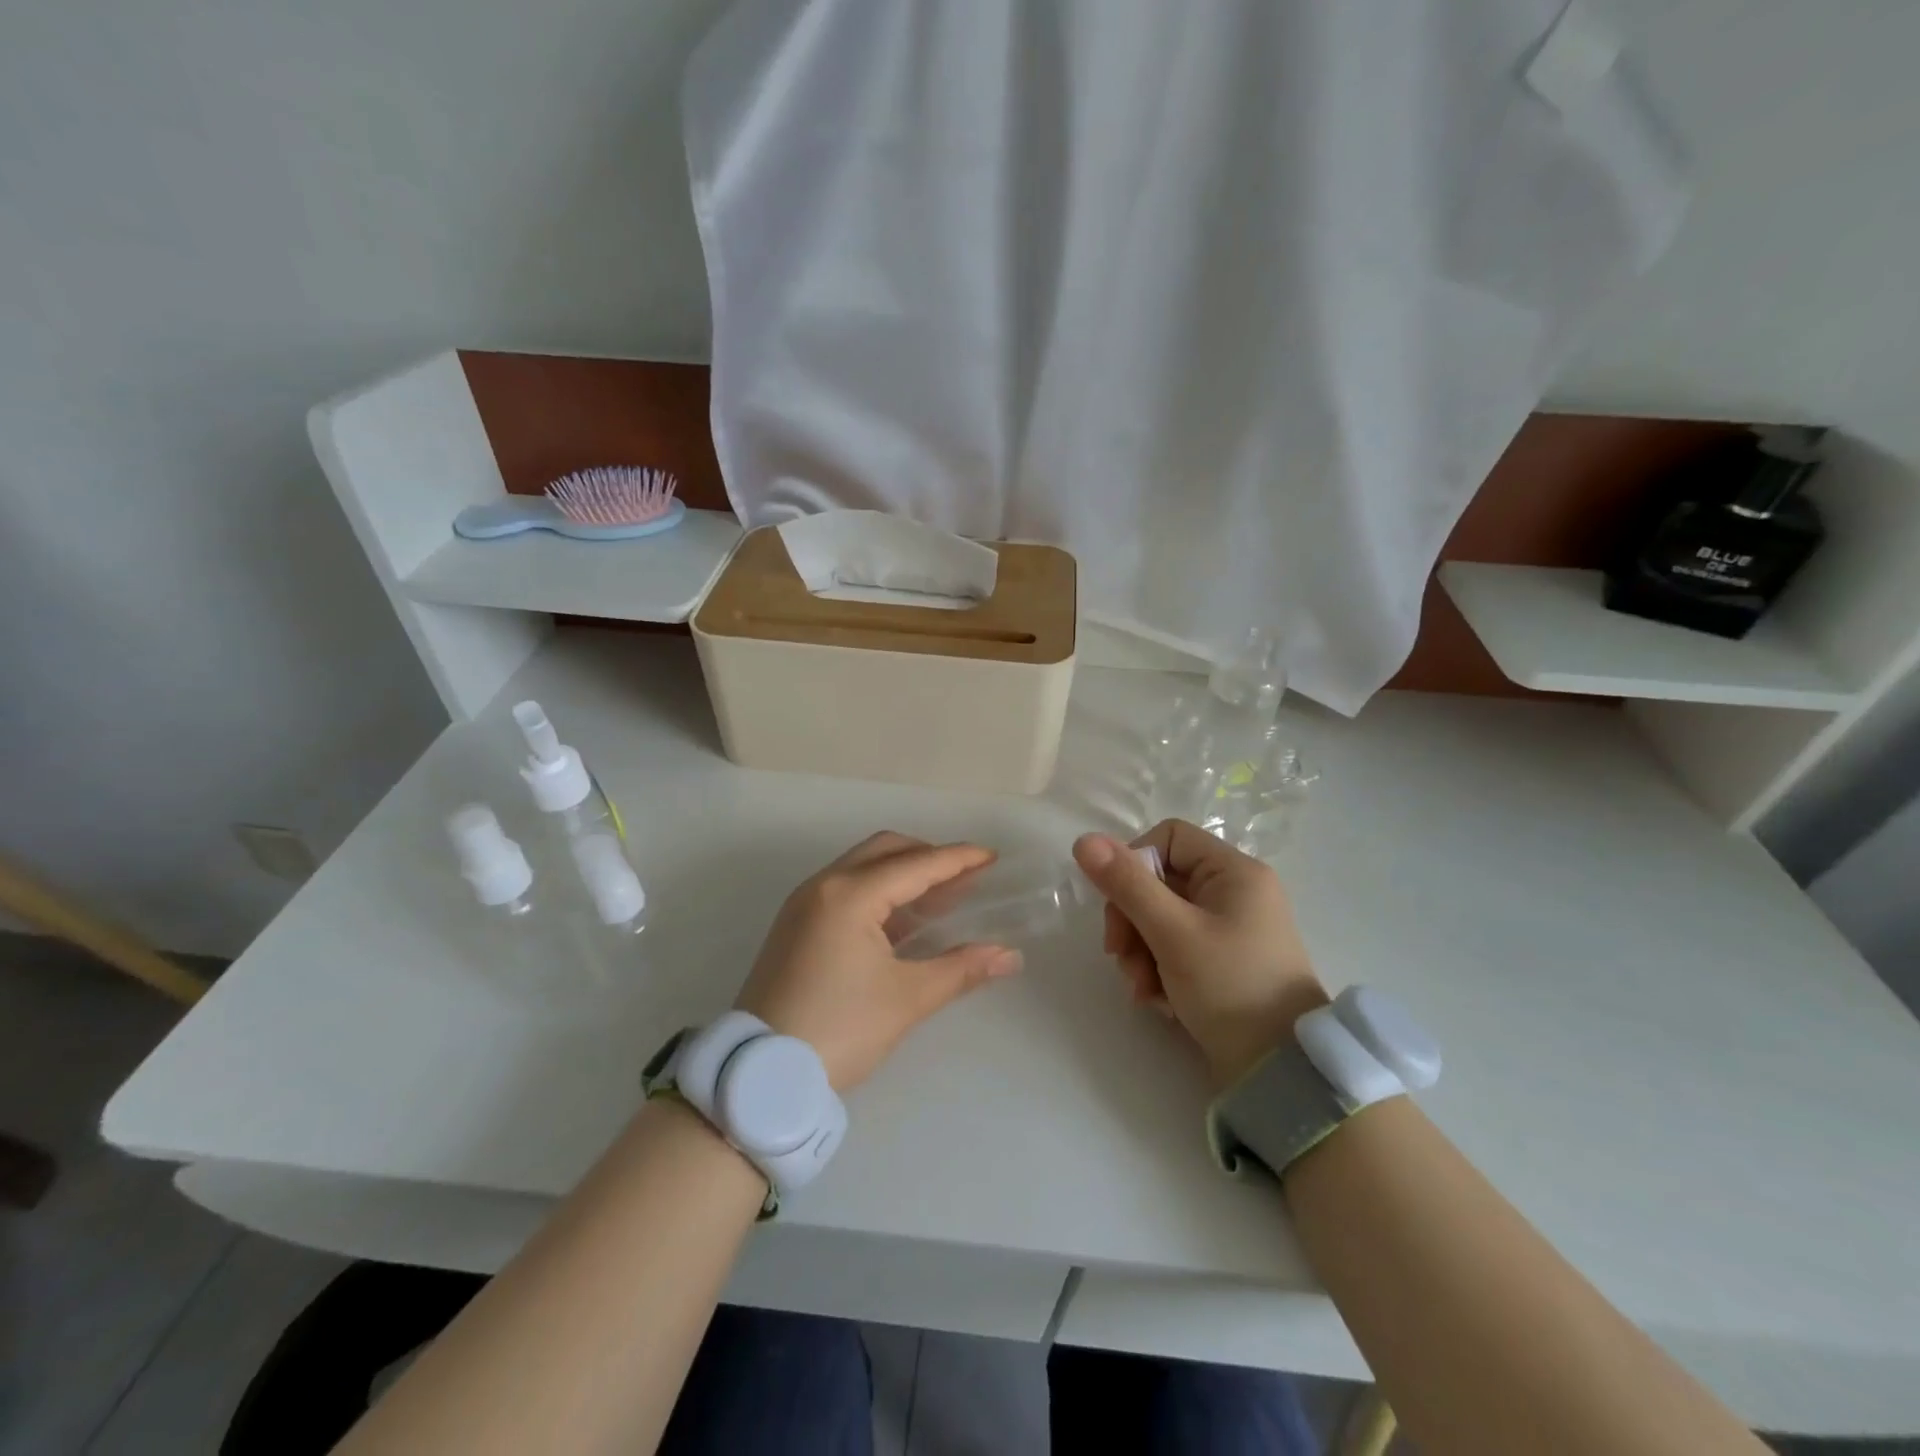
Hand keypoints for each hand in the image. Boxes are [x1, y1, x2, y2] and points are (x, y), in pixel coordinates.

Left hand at [735, 832, 1022, 1090]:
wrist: (761, 1074)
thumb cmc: (839, 1030)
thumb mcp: (906, 999)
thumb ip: (961, 969)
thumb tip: (1009, 956)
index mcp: (850, 895)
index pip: (916, 864)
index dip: (958, 859)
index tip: (992, 858)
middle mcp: (823, 886)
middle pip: (886, 850)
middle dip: (928, 857)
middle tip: (965, 878)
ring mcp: (804, 904)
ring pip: (863, 867)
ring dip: (903, 872)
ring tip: (941, 897)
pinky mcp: (795, 925)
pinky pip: (845, 888)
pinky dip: (879, 891)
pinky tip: (903, 920)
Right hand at [1073, 820, 1325, 1087]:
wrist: (1281, 1072)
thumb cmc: (1230, 987)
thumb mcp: (1172, 933)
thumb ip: (1127, 885)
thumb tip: (1084, 840)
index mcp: (1234, 871)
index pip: (1167, 838)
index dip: (1134, 864)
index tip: (1119, 904)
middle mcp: (1234, 892)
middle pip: (1158, 881)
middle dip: (1132, 920)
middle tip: (1120, 956)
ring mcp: (1229, 928)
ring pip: (1160, 917)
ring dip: (1140, 950)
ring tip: (1142, 989)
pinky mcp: (1222, 961)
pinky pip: (1175, 947)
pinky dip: (1158, 969)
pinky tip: (1158, 999)